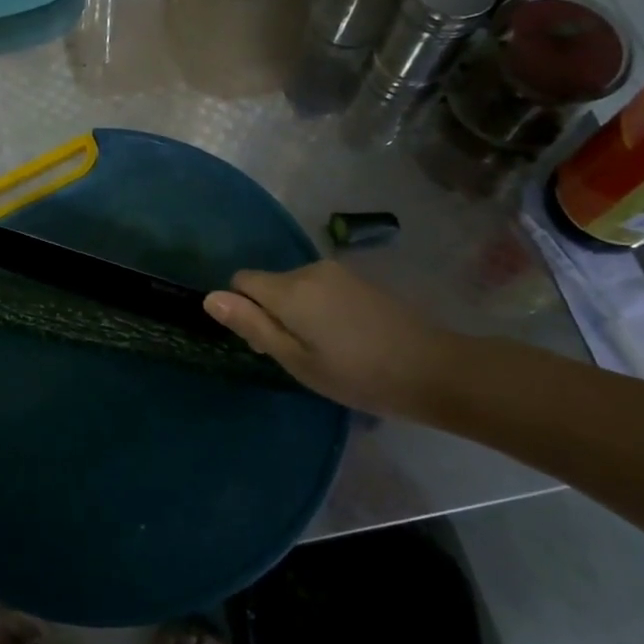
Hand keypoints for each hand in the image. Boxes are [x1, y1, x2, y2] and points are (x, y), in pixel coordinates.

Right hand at [204, 260, 449, 414]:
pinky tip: (345, 338)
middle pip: (269, 284)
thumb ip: (252, 325)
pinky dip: (319, 309)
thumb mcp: (296, 360)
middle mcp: (310, 269)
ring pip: (294, 287)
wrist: (433, 369)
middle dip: (271, 313)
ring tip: (324, 350)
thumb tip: (210, 298)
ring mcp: (338, 272)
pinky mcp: (359, 279)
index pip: (241, 280)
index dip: (242, 310)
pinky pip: (319, 288)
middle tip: (298, 355)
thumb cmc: (356, 374)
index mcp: (290, 289)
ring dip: (296, 312)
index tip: (265, 342)